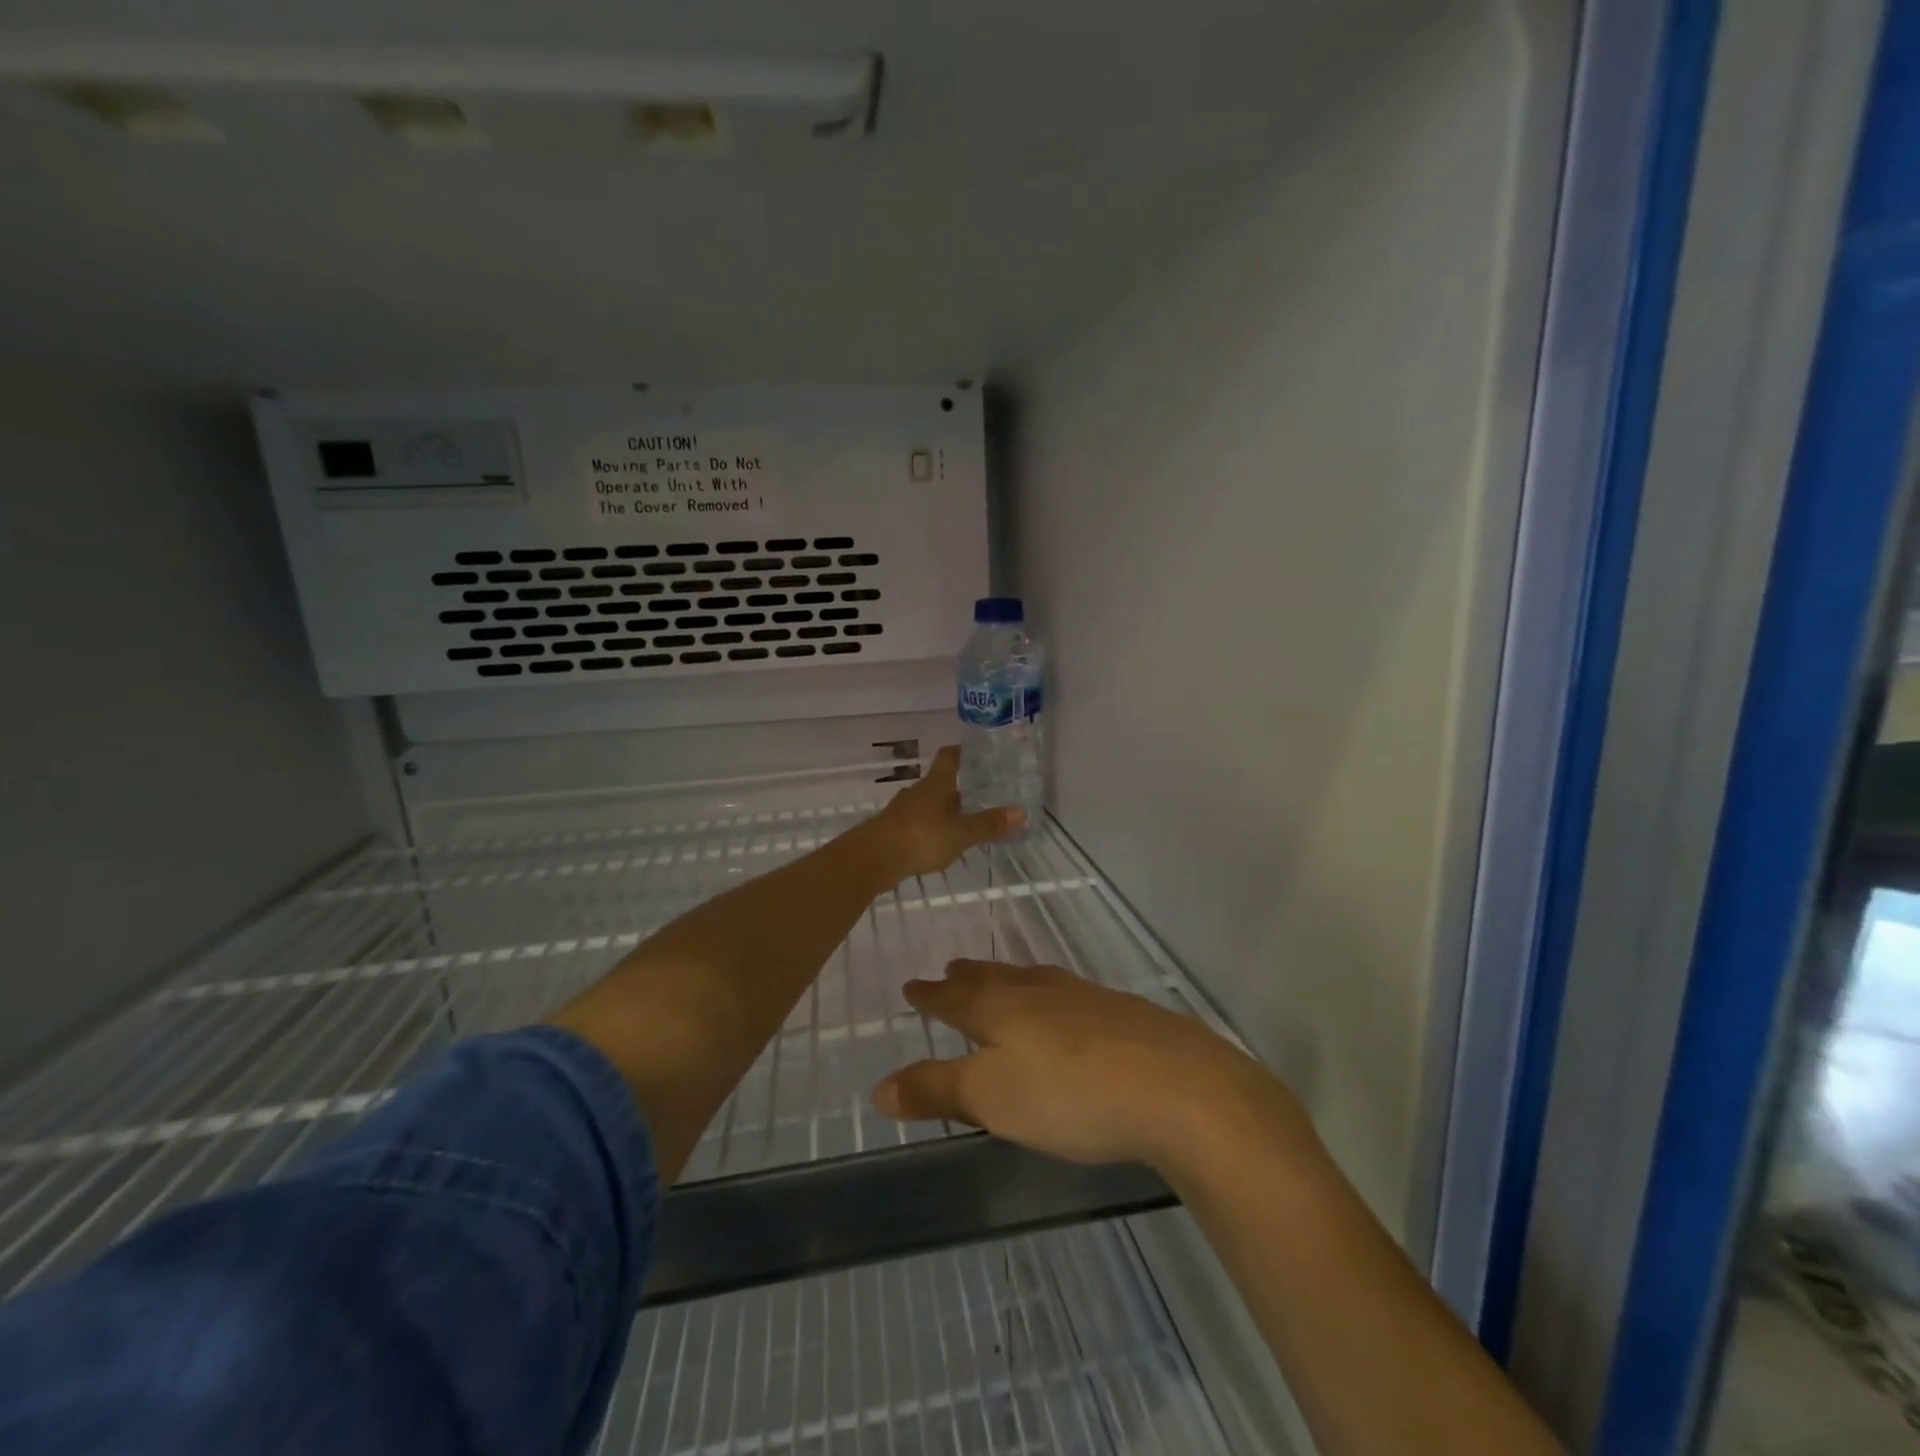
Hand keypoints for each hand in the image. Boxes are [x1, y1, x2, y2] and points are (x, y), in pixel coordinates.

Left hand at [864, 746, 1023, 879]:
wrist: (873, 858)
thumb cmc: (921, 837)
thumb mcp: (961, 834)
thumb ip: (989, 825)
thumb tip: (1021, 813)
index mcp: (936, 784)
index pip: (949, 757)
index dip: (961, 752)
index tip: (975, 753)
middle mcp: (918, 791)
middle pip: (939, 782)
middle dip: (957, 788)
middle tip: (980, 794)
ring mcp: (903, 810)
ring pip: (927, 803)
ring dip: (943, 810)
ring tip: (962, 821)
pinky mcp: (892, 829)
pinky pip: (916, 822)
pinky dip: (929, 827)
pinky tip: (938, 842)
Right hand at [871, 960, 1312, 1172]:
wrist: (1175, 1084)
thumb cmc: (1069, 1093)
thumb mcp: (992, 1099)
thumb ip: (936, 1090)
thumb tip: (877, 1088)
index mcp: (1001, 1010)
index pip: (954, 999)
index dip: (931, 996)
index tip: (911, 987)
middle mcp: (1038, 992)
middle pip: (993, 979)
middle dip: (967, 978)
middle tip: (951, 969)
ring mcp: (1083, 997)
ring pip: (1032, 979)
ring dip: (1006, 978)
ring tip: (998, 977)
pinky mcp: (1119, 1010)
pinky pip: (1067, 992)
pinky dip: (1047, 992)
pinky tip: (1064, 1005)